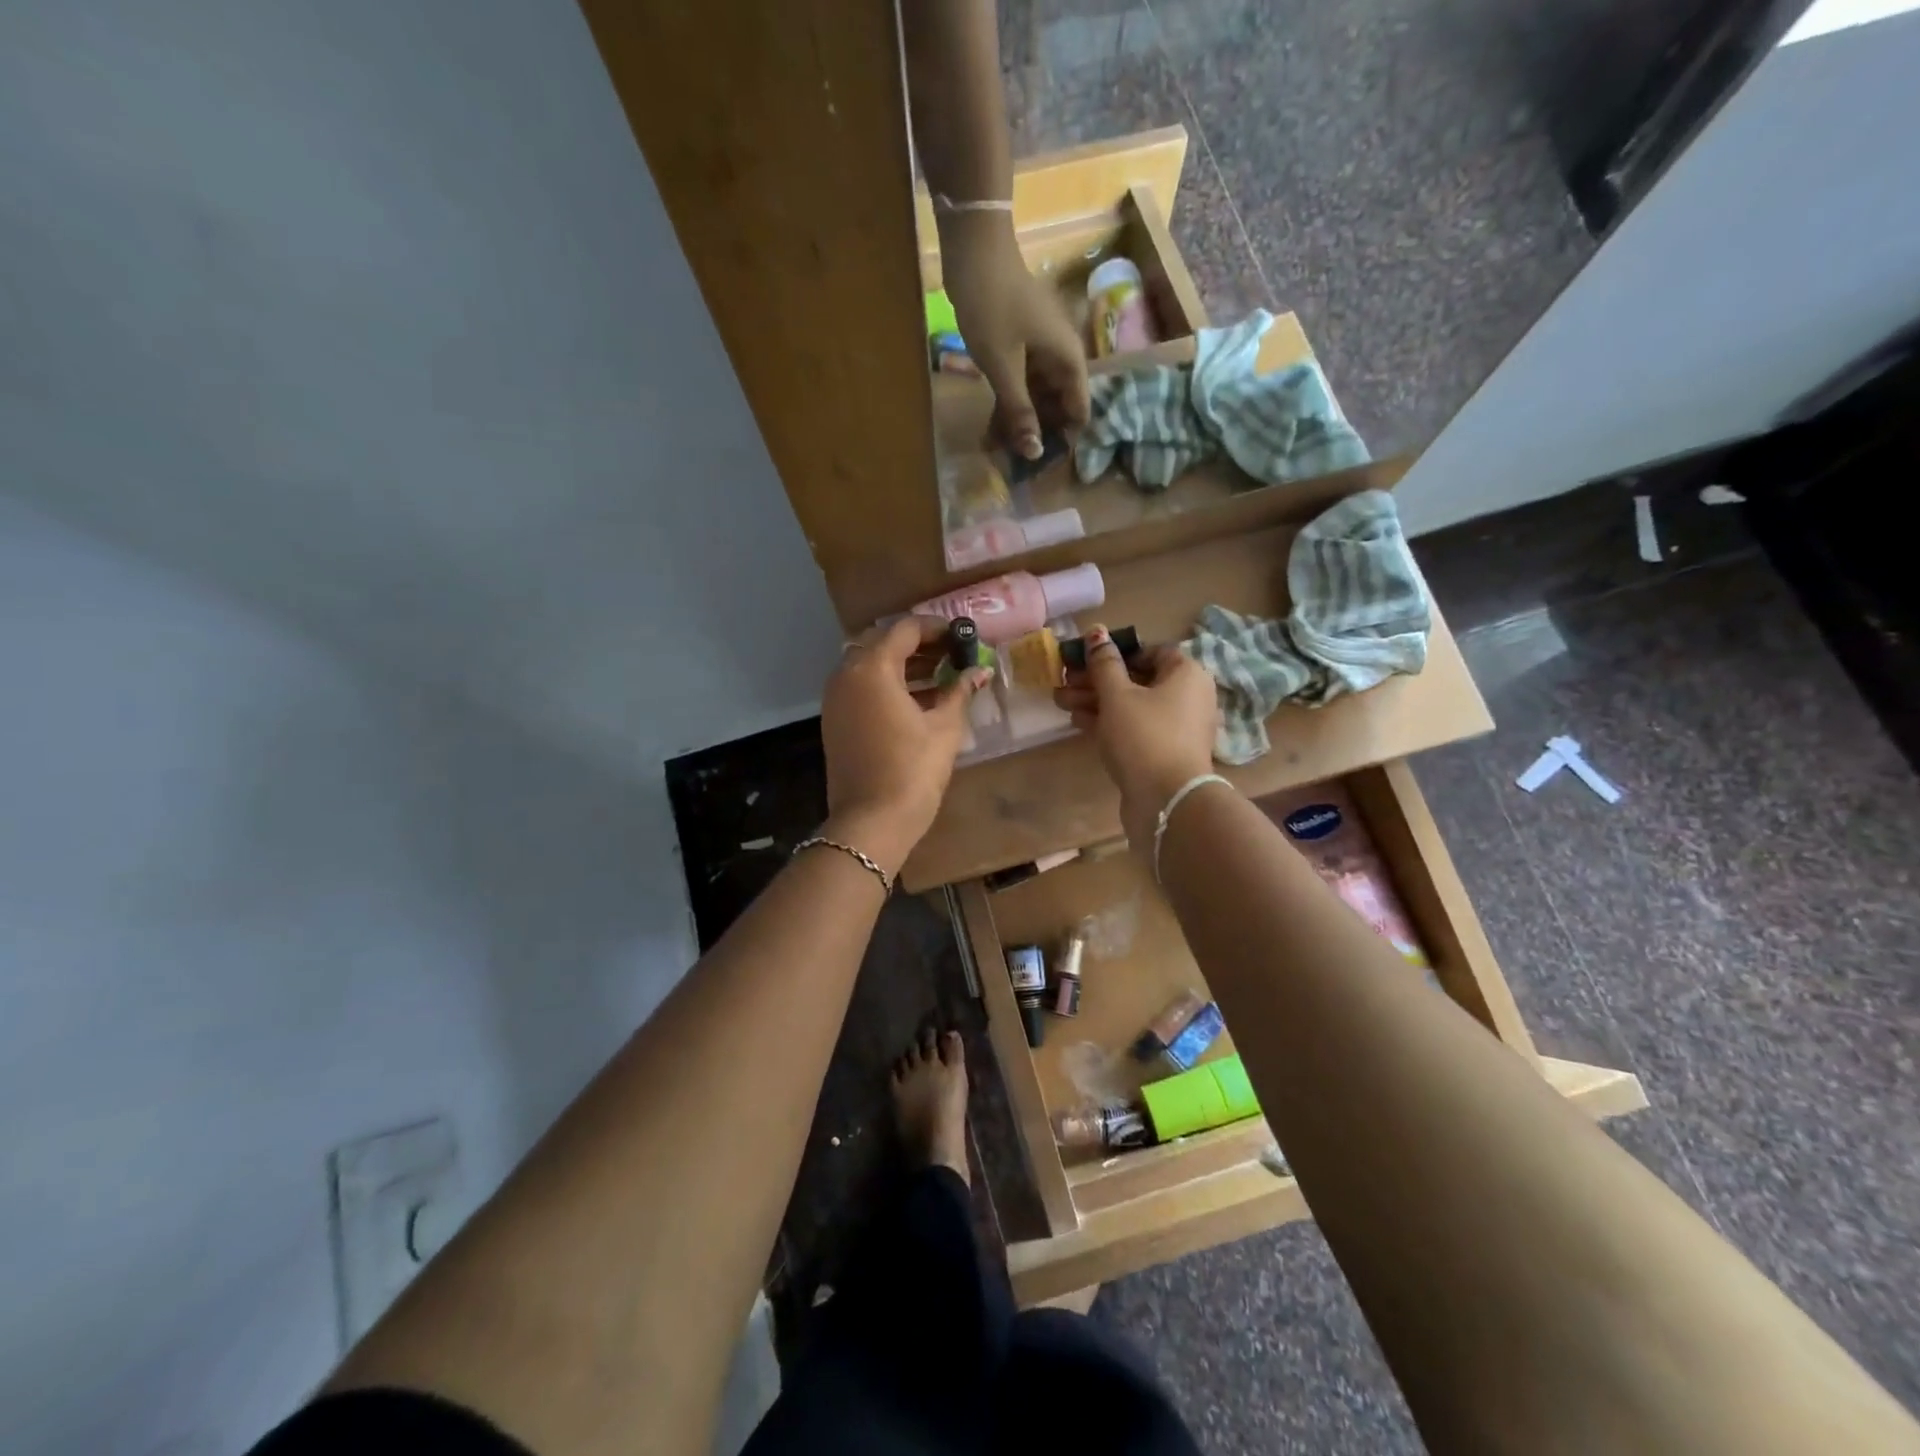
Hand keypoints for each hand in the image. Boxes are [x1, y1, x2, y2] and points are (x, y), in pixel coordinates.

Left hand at [820, 617, 988, 873]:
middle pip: (883, 642)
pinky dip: (886, 684)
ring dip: (902, 664)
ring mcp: (835, 698)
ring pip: (869, 665)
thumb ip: (959, 691)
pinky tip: (916, 699)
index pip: (905, 629)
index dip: (937, 628)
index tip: (962, 636)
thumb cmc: (913, 770)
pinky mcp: (835, 720)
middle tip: (951, 654)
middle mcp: (847, 674)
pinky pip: (861, 687)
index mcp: (873, 668)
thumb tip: (979, 672)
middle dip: (918, 644)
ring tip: (940, 675)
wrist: (871, 822)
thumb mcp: (945, 728)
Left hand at [939, 212, 1090, 459]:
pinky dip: (1007, 402)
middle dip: (1037, 434)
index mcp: (1068, 358)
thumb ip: (1020, 411)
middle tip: (1015, 464)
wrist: (973, 250)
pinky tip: (991, 429)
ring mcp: (1038, 349)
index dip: (1066, 437)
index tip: (1047, 464)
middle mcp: (1059, 355)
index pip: (1079, 407)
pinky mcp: (1018, 345)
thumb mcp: (1004, 367)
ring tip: (997, 453)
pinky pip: (1019, 382)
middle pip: (1056, 404)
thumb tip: (1034, 452)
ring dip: (1018, 422)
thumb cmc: (993, 307)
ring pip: (1035, 395)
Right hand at [1054, 625, 1220, 848]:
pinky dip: (1109, 722)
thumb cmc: (1144, 736)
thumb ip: (1104, 663)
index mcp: (1186, 673)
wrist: (1167, 800)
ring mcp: (1176, 727)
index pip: (1151, 650)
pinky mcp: (1163, 752)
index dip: (1116, 652)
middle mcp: (1187, 696)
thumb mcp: (1117, 695)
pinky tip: (1078, 722)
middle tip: (1064, 681)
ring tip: (1061, 701)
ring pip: (1132, 705)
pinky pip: (1135, 728)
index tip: (1086, 659)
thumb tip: (1096, 632)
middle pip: (1137, 679)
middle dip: (1097, 679)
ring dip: (1097, 701)